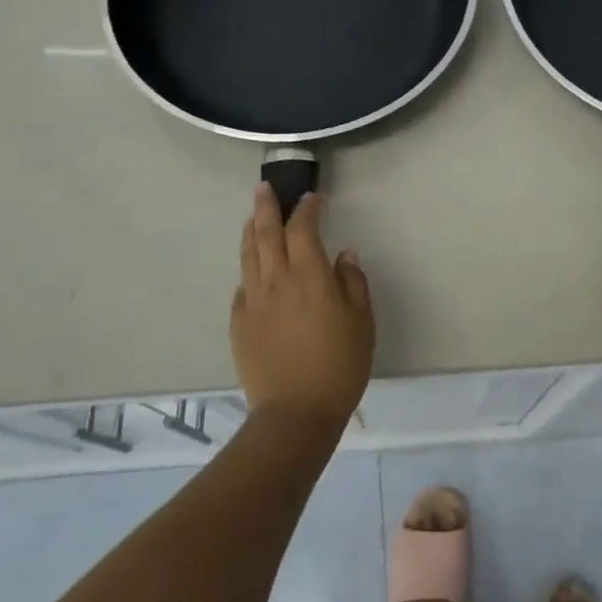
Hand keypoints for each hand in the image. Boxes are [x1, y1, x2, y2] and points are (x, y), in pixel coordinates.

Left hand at [231, 185, 374, 430]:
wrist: (295, 413)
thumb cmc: (339, 365)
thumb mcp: (362, 322)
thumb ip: (353, 283)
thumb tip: (344, 255)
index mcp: (309, 276)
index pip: (303, 230)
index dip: (307, 210)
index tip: (312, 199)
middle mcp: (277, 281)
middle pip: (267, 233)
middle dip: (266, 207)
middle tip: (264, 187)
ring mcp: (253, 302)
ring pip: (248, 255)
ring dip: (251, 231)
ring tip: (253, 216)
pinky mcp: (239, 323)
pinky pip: (242, 287)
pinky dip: (248, 270)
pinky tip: (252, 270)